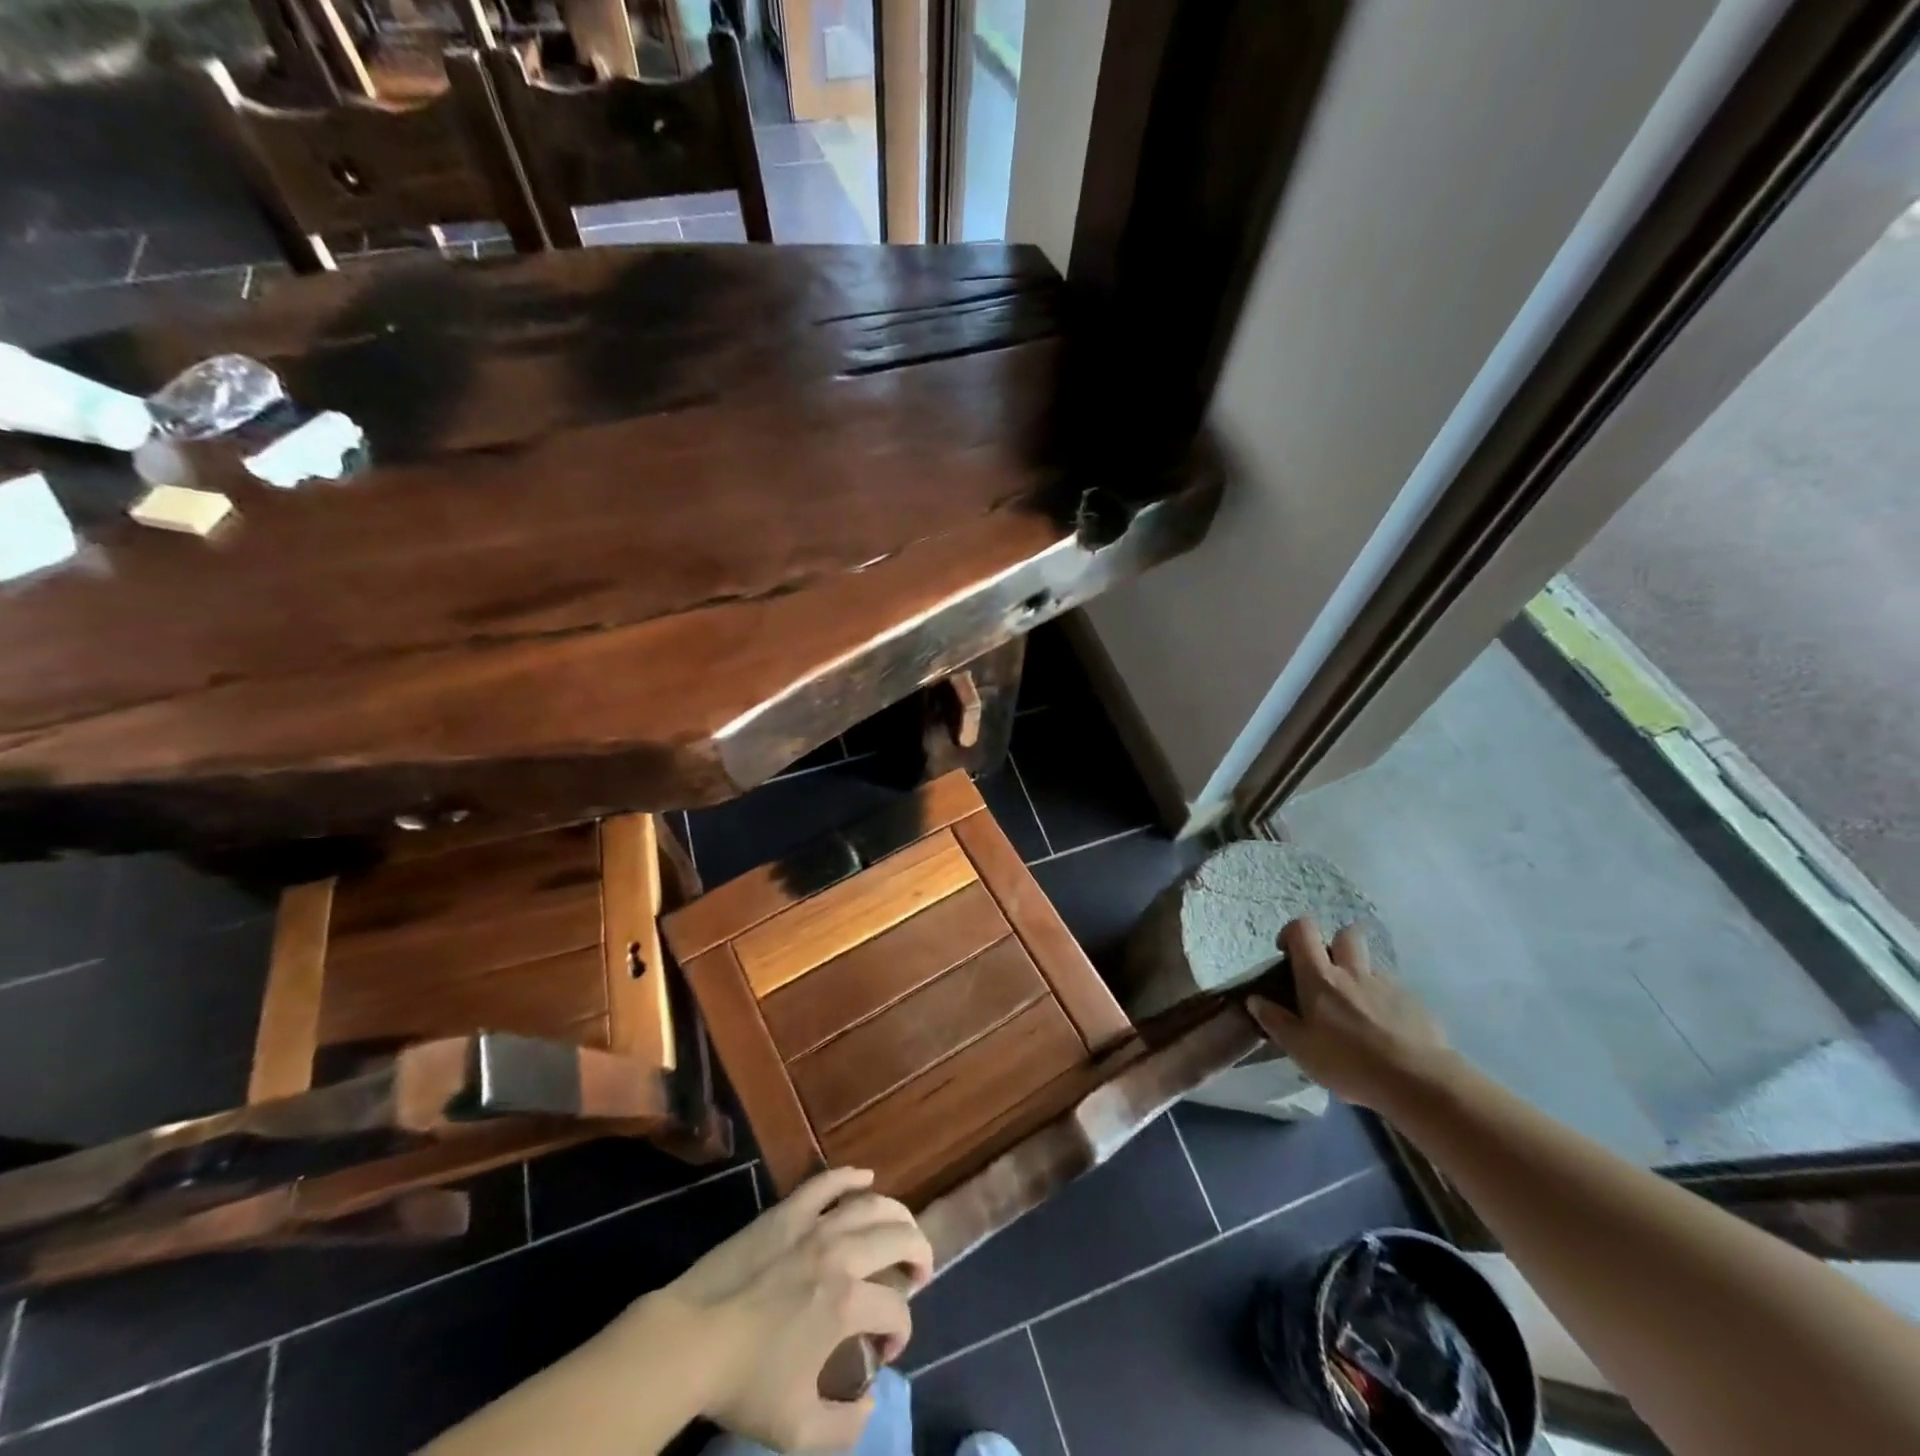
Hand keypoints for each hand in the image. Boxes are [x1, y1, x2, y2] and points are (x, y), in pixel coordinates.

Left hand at [630, 1167, 932, 1452]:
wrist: (690, 1340)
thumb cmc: (744, 1383)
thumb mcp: (797, 1429)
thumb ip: (845, 1426)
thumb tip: (870, 1402)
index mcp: (847, 1304)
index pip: (897, 1310)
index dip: (900, 1333)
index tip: (883, 1352)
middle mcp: (842, 1254)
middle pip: (899, 1238)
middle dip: (919, 1255)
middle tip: (918, 1273)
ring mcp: (814, 1225)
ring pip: (872, 1204)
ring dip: (897, 1215)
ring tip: (903, 1230)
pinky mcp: (789, 1210)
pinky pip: (828, 1182)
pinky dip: (851, 1177)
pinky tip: (866, 1178)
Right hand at [1247, 918, 1454, 1110]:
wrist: (1418, 1081)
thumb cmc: (1348, 1062)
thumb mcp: (1300, 1048)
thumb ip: (1275, 1021)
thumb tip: (1255, 999)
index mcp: (1320, 977)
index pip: (1304, 930)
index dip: (1292, 932)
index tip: (1288, 952)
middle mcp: (1353, 971)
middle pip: (1346, 934)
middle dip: (1335, 943)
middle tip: (1329, 972)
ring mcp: (1387, 984)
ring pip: (1371, 966)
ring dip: (1361, 976)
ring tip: (1358, 1010)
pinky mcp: (1415, 1003)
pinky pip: (1394, 991)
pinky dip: (1385, 1002)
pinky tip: (1386, 1032)